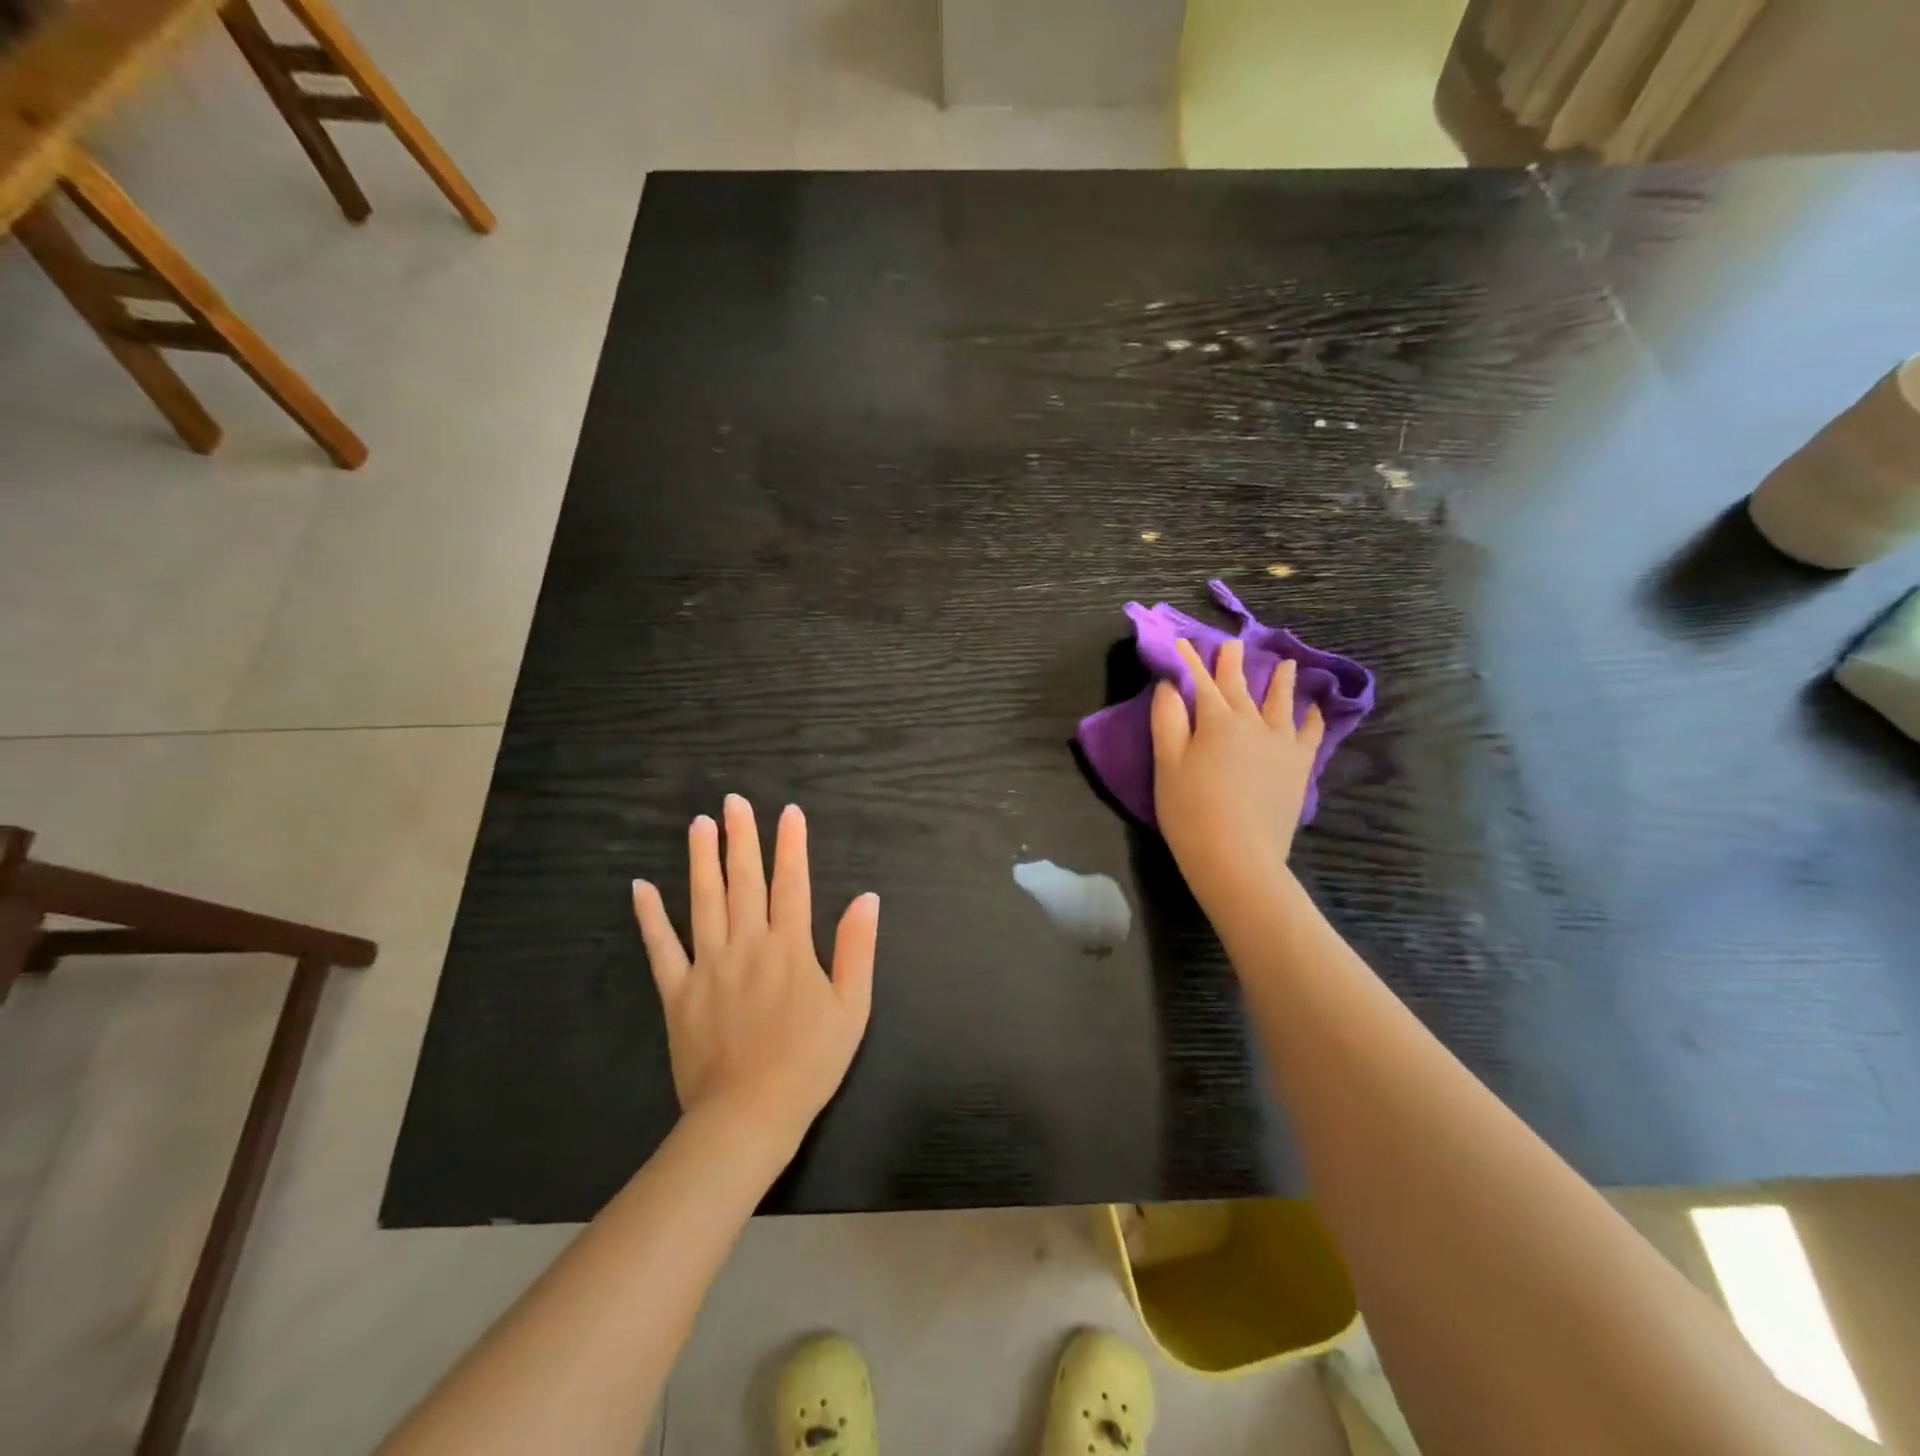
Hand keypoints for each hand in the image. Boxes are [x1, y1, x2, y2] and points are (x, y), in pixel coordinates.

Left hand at [631, 795, 879, 1157]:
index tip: (788, 812)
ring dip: (701, 860)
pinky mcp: (677, 993)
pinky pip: (661, 948)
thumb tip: (866, 897)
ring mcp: (708, 966)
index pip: (792, 883)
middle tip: (733, 801)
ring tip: (699, 824)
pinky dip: (649, 917)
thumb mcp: (852, 1008)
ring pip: (704, 902)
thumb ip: (857, 949)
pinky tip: (641, 888)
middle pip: (744, 881)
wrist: (748, 1117)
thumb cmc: (809, 1063)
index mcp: (790, 948)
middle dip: (741, 838)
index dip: (791, 845)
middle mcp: (747, 945)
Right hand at [1151, 638, 1324, 908]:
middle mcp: (1252, 723)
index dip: (1189, 661)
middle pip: (1239, 686)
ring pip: (1281, 702)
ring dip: (1280, 681)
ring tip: (1286, 664)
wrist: (1237, 857)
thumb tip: (1170, 684)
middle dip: (1232, 663)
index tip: (1183, 642)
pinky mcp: (1299, 767)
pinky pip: (1310, 733)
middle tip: (1231, 643)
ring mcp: (1281, 743)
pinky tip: (1314, 708)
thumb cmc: (1190, 811)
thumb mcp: (1167, 764)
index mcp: (1216, 721)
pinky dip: (1313, 716)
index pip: (1199, 682)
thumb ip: (1167, 720)